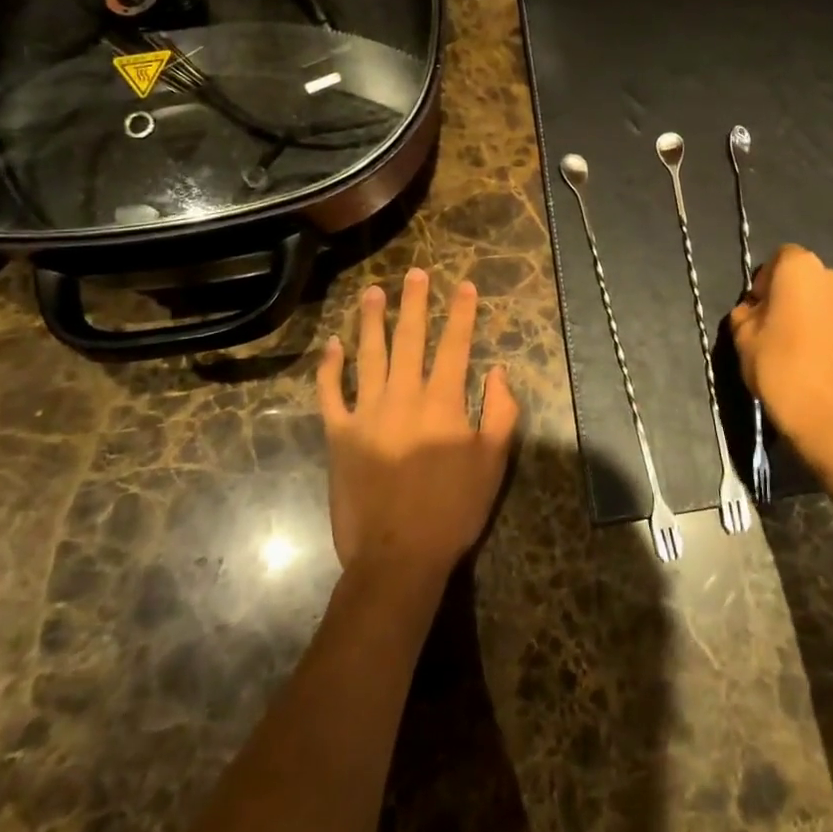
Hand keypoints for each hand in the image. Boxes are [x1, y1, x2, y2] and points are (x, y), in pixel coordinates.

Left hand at [318, 268, 519, 580]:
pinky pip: (331, 394)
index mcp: (443, 402)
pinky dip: (331, 367)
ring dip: (372, 321)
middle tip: (415, 273)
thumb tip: (500, 372)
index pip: (455, 344)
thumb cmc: (453, 509)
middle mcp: (404, 396)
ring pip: (369, 355)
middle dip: (415, 303)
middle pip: (410, 338)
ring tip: (374, 292)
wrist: (398, 557)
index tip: (465, 285)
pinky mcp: (339, 435)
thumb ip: (501, 413)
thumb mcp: (493, 463)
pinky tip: (334, 345)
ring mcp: (367, 414)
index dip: (461, 313)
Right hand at [729, 244, 832, 467]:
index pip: (779, 258)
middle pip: (804, 277)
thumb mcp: (742, 336)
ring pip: (822, 300)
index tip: (755, 309)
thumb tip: (756, 310)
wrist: (828, 419)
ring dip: (807, 313)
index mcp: (802, 267)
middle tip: (769, 326)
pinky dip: (823, 331)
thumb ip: (746, 312)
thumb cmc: (778, 367)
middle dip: (787, 294)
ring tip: (791, 346)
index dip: (764, 281)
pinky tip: (811, 359)